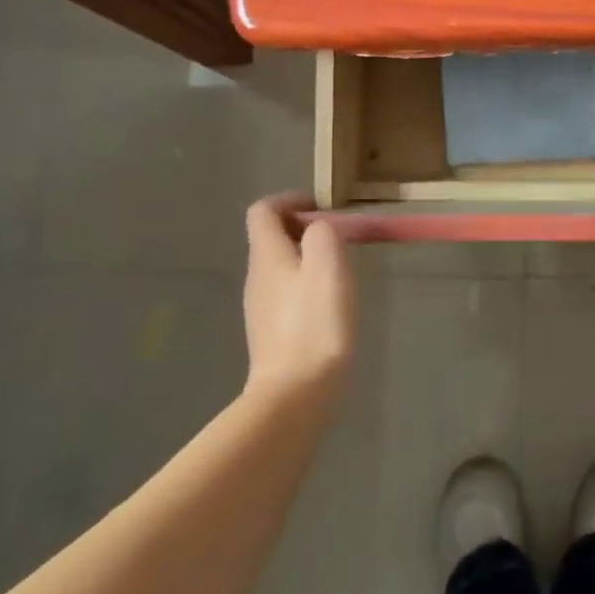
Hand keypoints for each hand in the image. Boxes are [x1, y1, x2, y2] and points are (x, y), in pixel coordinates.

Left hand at [242, 194, 356, 405]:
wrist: (295, 393)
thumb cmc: (315, 322)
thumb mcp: (328, 264)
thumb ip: (322, 234)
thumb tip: (317, 229)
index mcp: (267, 255)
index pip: (263, 210)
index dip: (290, 200)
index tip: (322, 207)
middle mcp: (256, 277)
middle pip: (270, 238)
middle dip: (303, 229)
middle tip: (338, 239)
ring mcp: (260, 308)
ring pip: (279, 266)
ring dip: (306, 257)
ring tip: (338, 270)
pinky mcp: (271, 333)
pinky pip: (285, 293)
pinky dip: (305, 285)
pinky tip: (329, 304)